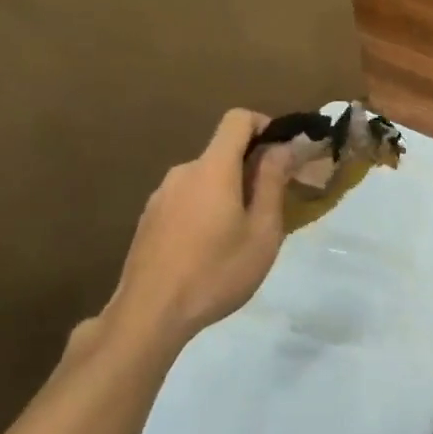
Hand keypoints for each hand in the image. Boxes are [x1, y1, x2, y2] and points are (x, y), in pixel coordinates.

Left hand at [81, 109, 295, 360]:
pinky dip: (206, 209)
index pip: (237, 120)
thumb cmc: (217, 271)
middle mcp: (183, 172)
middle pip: (222, 152)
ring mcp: (161, 196)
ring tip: (242, 235)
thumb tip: (283, 147)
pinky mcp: (149, 219)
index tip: (283, 153)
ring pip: (205, 179)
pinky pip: (187, 200)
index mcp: (213, 168)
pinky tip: (211, 249)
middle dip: (251, 168)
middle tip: (272, 206)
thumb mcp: (262, 231)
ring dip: (228, 192)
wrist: (150, 314)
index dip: (265, 125)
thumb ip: (273, 182)